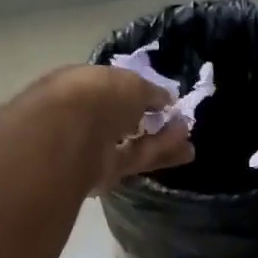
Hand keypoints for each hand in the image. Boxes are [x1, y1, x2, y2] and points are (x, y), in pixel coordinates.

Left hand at [46, 65, 195, 190]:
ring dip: (160, 138)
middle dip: (150, 118)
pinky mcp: (101, 174)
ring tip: (188, 133)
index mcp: (78, 84)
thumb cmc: (97, 96)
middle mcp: (81, 115)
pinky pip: (134, 159)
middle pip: (121, 118)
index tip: (159, 96)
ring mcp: (89, 147)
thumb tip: (165, 99)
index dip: (135, 91)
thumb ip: (149, 92)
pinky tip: (184, 149)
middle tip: (177, 118)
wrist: (69, 139)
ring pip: (130, 142)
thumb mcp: (131, 83)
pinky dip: (158, 153)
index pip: (109, 88)